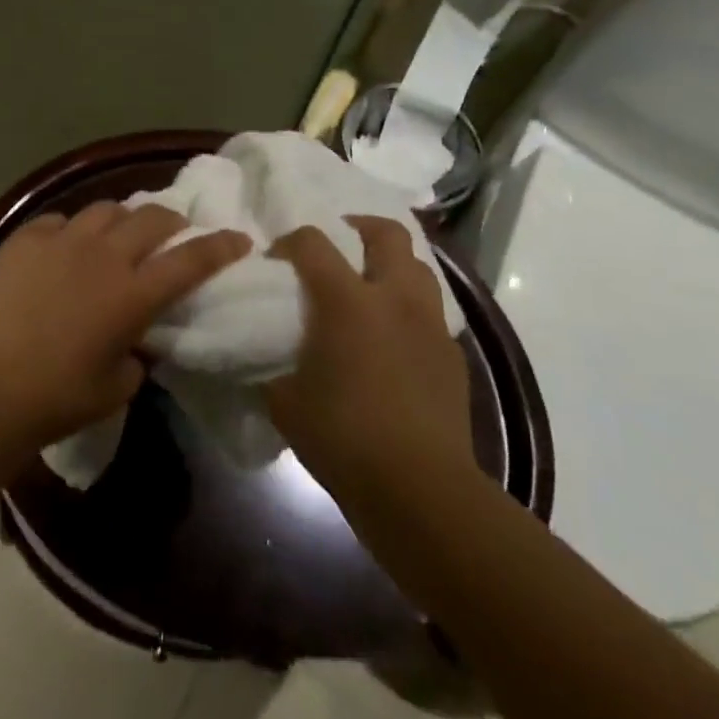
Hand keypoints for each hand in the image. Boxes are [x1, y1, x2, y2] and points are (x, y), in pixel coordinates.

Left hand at [0, 202, 250, 452]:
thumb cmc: (59, 398)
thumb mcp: (118, 385)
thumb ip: (137, 351)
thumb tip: (135, 335)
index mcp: (133, 293)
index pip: (191, 260)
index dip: (221, 246)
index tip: (240, 238)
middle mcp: (104, 255)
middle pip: (152, 219)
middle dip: (172, 222)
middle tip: (173, 233)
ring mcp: (62, 240)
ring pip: (106, 209)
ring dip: (123, 220)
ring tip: (118, 234)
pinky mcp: (25, 238)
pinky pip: (59, 220)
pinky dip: (71, 231)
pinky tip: (63, 249)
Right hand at [263, 216, 473, 495]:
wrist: (419, 490)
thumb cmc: (342, 437)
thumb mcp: (284, 399)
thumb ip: (271, 362)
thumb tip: (266, 352)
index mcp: (347, 301)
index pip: (312, 242)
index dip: (289, 242)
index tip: (276, 262)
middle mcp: (394, 298)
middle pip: (386, 233)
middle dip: (358, 228)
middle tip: (337, 246)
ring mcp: (430, 324)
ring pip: (418, 266)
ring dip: (391, 265)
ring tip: (368, 286)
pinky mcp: (452, 354)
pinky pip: (431, 312)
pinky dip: (409, 309)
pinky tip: (393, 338)